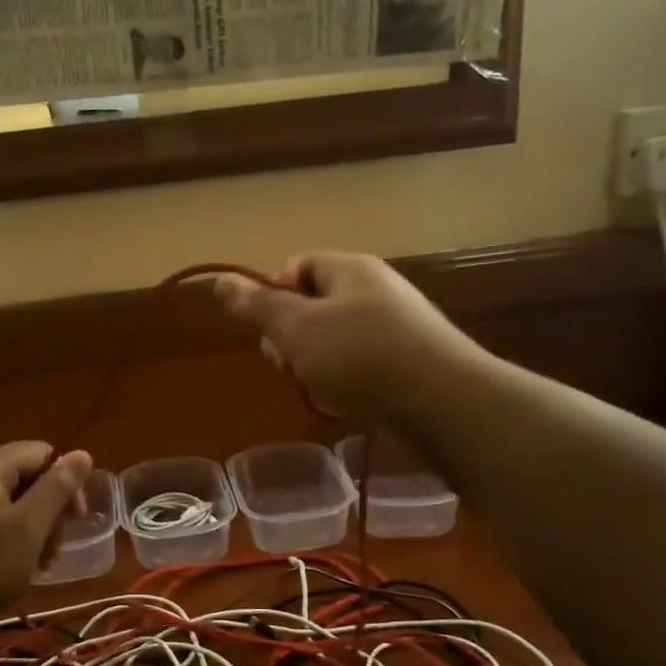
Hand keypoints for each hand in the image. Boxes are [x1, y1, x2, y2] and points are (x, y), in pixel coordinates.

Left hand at [0, 442, 93, 628]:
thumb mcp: (28, 528)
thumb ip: (57, 488)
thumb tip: (82, 453)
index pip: (41, 453)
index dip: (66, 482)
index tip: (75, 520)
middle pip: (23, 478)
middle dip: (47, 511)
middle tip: (52, 552)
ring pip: (5, 504)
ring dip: (28, 530)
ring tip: (33, 566)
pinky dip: (3, 540)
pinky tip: (6, 570)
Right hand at [213, 253, 469, 425]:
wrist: (443, 399)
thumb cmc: (361, 356)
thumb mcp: (297, 330)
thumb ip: (258, 307)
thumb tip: (221, 280)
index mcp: (348, 269)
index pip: (296, 266)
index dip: (272, 295)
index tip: (268, 332)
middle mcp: (374, 288)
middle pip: (314, 304)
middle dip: (291, 336)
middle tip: (289, 366)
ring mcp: (396, 324)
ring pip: (334, 338)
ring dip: (315, 363)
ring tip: (318, 388)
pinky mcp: (409, 358)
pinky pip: (361, 361)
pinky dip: (345, 378)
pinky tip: (346, 399)